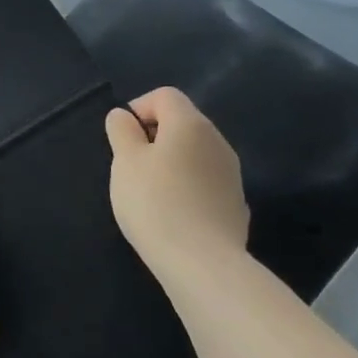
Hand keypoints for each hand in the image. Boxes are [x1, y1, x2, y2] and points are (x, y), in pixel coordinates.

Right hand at [105, 87, 249, 267]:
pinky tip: (173, 214)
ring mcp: (231, 173)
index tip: (121, 139)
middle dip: (153, 137)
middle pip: (182, 123)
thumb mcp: (125, 162)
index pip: (164, 96)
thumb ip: (121, 132)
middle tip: (130, 167)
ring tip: (149, 192)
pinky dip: (187, 187)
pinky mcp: (235, 203)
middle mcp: (217, 141)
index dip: (138, 108)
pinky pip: (205, 182)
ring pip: (195, 153)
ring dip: (171, 163)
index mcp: (190, 124)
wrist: (202, 262)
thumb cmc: (155, 202)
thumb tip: (124, 116)